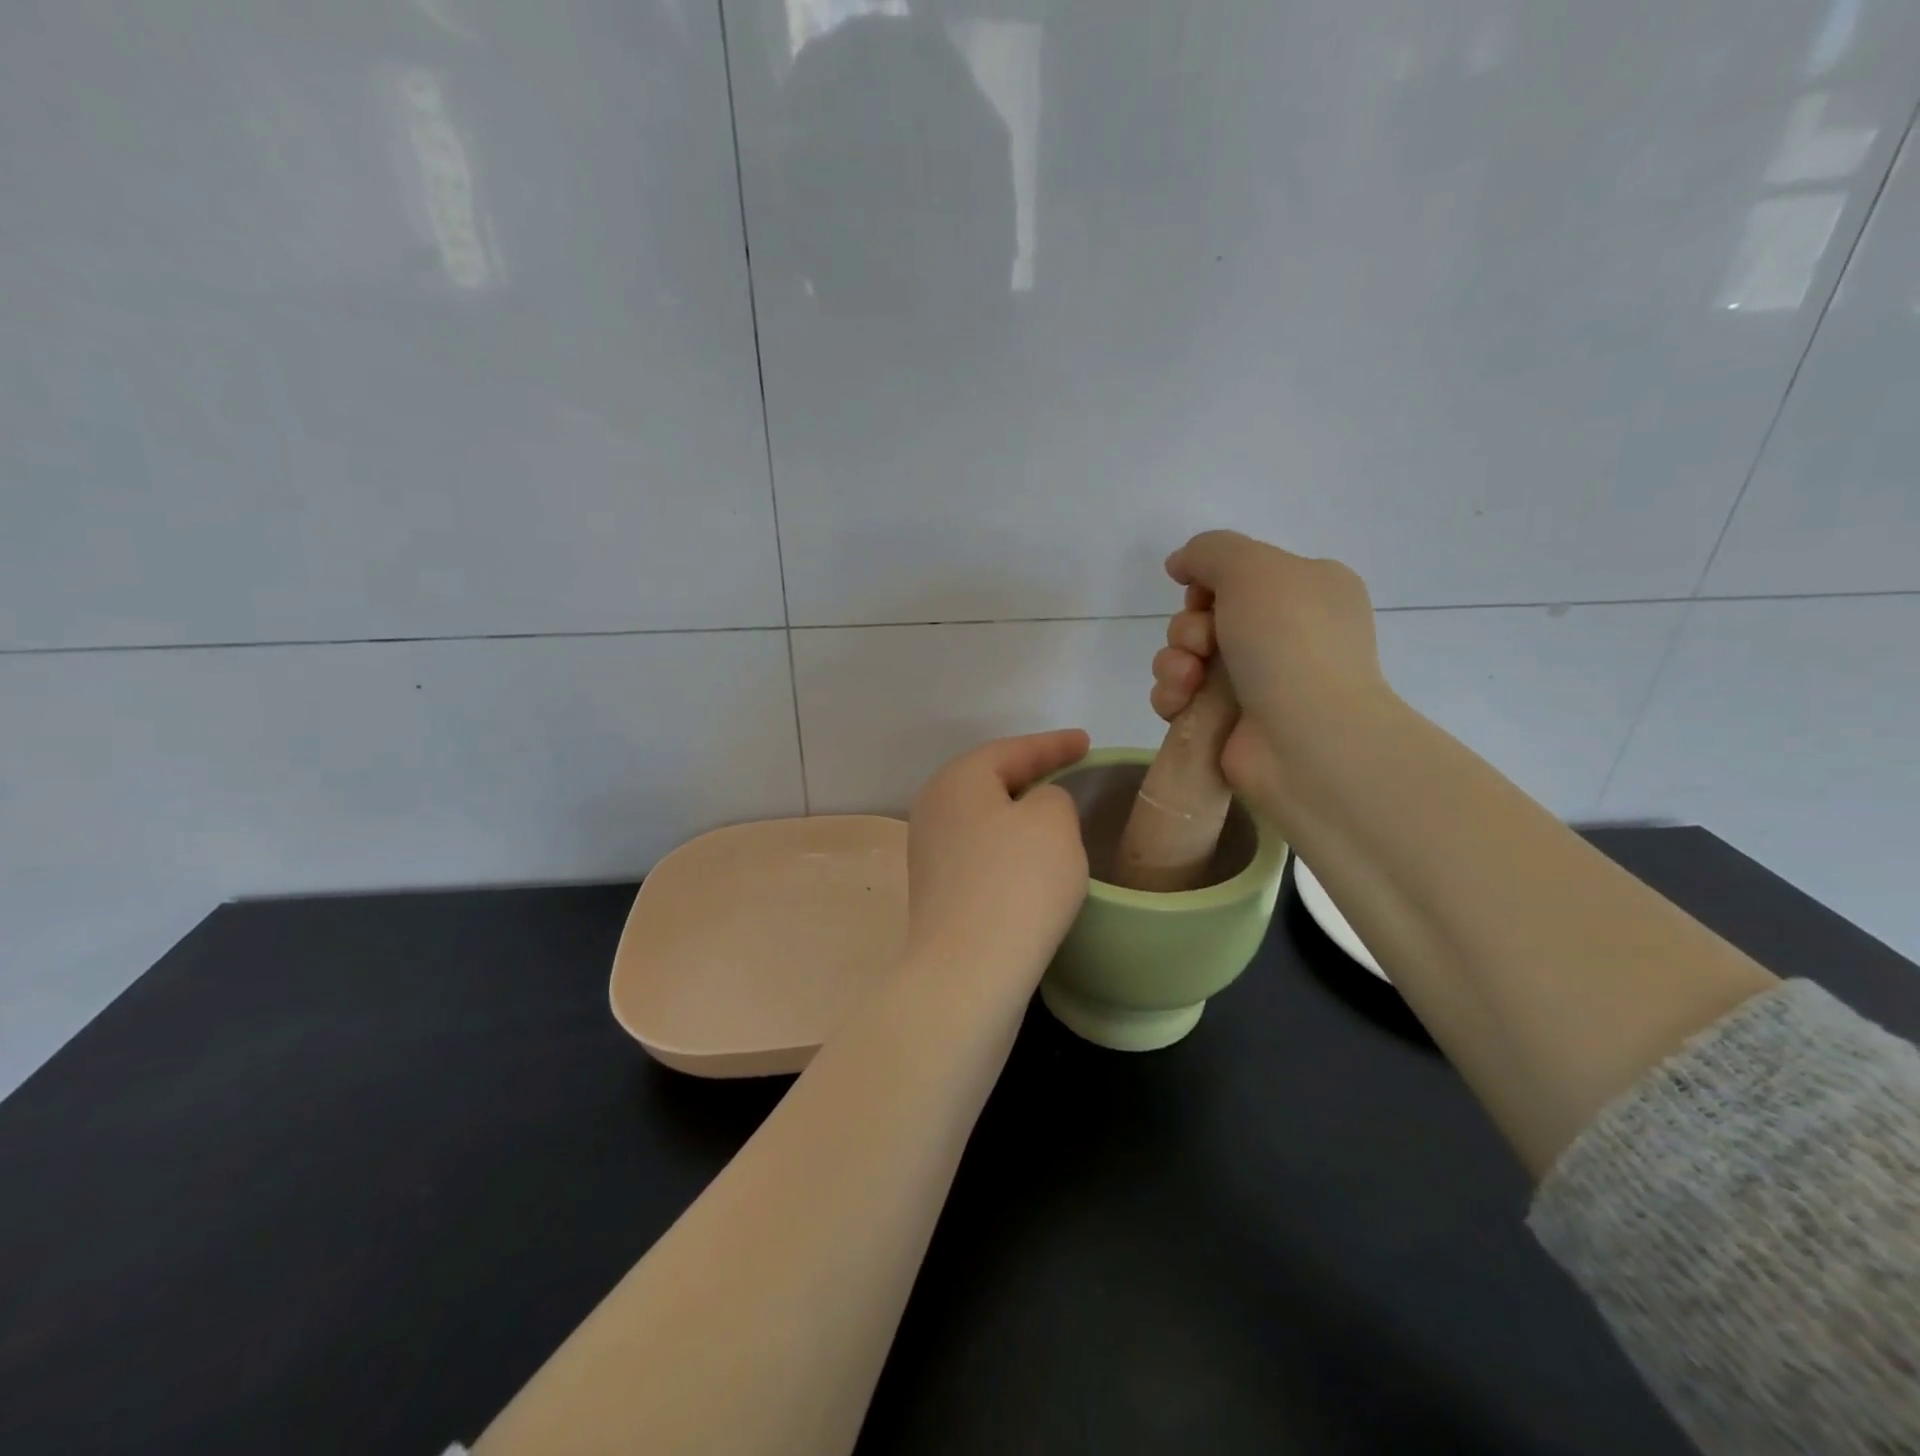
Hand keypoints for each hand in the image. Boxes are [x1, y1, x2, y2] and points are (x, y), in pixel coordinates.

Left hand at [905, 730, 1091, 997]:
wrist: (968, 972)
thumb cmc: (1016, 883)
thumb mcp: (1053, 820)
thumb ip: (1052, 797)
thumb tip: (1034, 810)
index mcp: (958, 780)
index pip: (1012, 749)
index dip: (1054, 744)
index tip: (1087, 742)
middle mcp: (934, 808)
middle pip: (990, 780)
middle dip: (1031, 774)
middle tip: (1068, 770)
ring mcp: (931, 852)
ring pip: (985, 818)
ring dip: (1019, 814)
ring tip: (1054, 815)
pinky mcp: (938, 891)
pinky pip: (982, 852)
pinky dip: (1009, 848)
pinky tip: (1031, 861)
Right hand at [1149, 531, 1390, 817]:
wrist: (1304, 738)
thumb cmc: (1288, 641)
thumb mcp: (1253, 568)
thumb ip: (1210, 550)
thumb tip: (1180, 564)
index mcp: (1308, 591)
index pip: (1241, 575)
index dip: (1209, 582)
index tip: (1203, 596)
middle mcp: (1285, 635)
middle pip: (1206, 616)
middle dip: (1188, 628)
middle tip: (1202, 643)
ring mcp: (1258, 683)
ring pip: (1186, 657)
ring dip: (1174, 661)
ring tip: (1189, 679)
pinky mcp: (1229, 722)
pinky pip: (1182, 696)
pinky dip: (1173, 696)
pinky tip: (1182, 703)